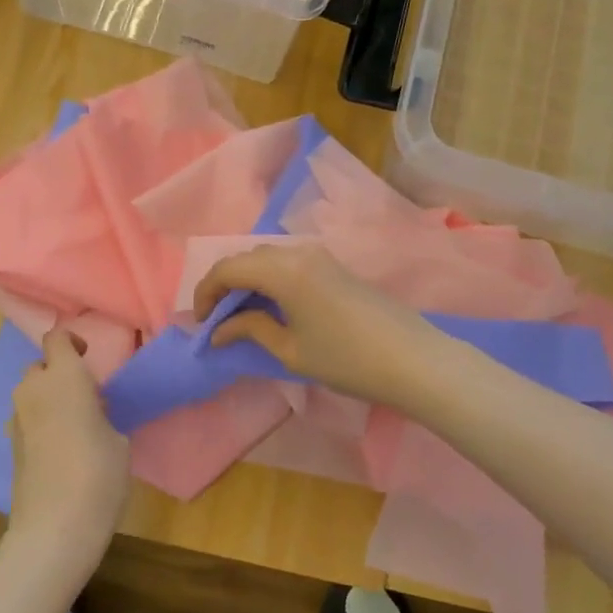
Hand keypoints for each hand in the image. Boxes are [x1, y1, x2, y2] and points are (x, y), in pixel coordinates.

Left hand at [6, 329, 130, 574]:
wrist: (54, 528)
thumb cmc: (98, 474)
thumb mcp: (119, 439)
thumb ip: (103, 415)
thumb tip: (92, 413)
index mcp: (64, 378)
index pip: (56, 339)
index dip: (71, 342)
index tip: (89, 358)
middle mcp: (34, 391)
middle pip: (40, 367)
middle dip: (59, 374)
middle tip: (87, 396)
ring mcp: (18, 420)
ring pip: (32, 395)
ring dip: (50, 399)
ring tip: (77, 424)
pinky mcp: (12, 448)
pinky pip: (28, 420)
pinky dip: (42, 423)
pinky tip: (62, 450)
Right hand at [193, 244, 443, 408]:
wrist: (412, 359)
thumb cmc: (346, 360)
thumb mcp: (291, 350)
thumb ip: (251, 330)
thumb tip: (219, 330)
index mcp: (283, 270)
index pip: (228, 268)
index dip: (206, 292)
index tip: (201, 323)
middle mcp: (298, 252)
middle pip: (247, 258)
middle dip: (225, 285)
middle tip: (218, 320)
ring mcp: (319, 256)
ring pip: (268, 258)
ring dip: (248, 280)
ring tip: (242, 315)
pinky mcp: (334, 265)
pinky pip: (289, 262)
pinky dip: (270, 279)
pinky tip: (272, 307)